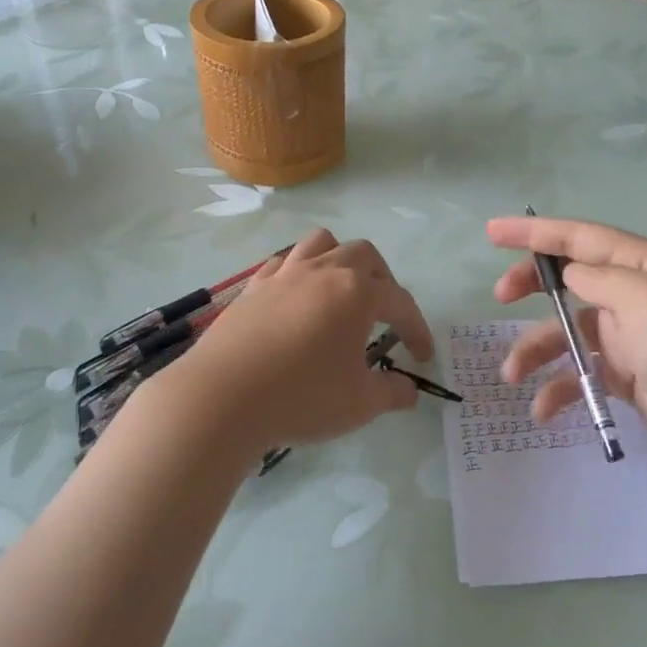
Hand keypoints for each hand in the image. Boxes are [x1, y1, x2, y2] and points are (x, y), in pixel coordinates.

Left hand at [155, 229, 434, 457]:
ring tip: (341, 289)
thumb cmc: (302, 397)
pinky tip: (297, 298)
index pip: (400, 302)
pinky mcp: (253, 286)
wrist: (223, 398)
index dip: (417, 329)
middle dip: (383, 279)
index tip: (422, 356)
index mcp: (358, 293)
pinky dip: (299, 272)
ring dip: (339, 258)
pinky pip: (284, 262)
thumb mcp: (359, 403)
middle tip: (384, 314)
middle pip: (364, 255)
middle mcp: (324, 271)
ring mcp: (285, 274)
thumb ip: (391, 392)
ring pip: (321, 242)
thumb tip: (410, 391)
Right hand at [487, 217, 646, 484]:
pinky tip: (544, 409)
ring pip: (569, 332)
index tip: (492, 232)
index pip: (581, 238)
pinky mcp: (630, 376)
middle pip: (571, 279)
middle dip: (532, 284)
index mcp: (645, 266)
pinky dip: (561, 388)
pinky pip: (583, 373)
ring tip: (511, 371)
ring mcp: (633, 337)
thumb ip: (602, 281)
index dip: (535, 233)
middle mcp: (636, 295)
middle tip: (499, 295)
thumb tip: (571, 276)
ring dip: (537, 348)